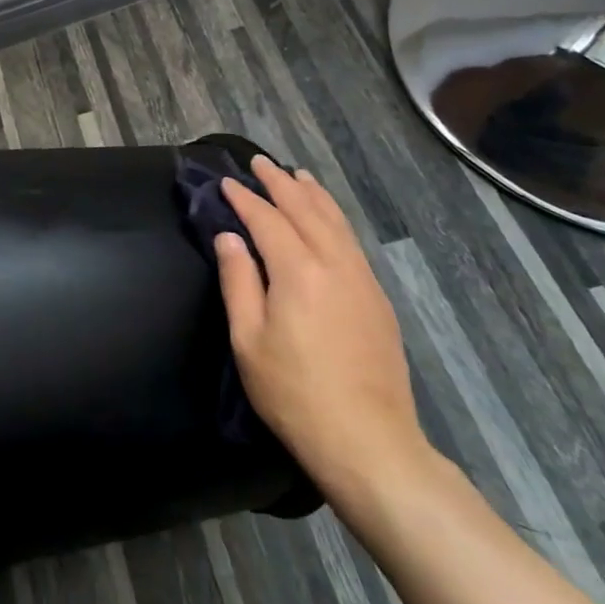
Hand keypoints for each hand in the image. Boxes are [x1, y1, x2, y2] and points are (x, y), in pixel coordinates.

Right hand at [216, 157, 430, 507]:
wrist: (368, 440)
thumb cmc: (294, 393)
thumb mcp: (249, 341)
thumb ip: (238, 282)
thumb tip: (229, 237)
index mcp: (297, 271)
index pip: (267, 220)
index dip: (245, 199)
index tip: (227, 182)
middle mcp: (334, 263)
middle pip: (305, 210)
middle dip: (279, 184)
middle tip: (259, 164)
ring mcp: (362, 278)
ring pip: (335, 221)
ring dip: (312, 194)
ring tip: (296, 176)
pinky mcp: (377, 297)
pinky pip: (351, 240)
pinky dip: (334, 217)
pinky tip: (328, 218)